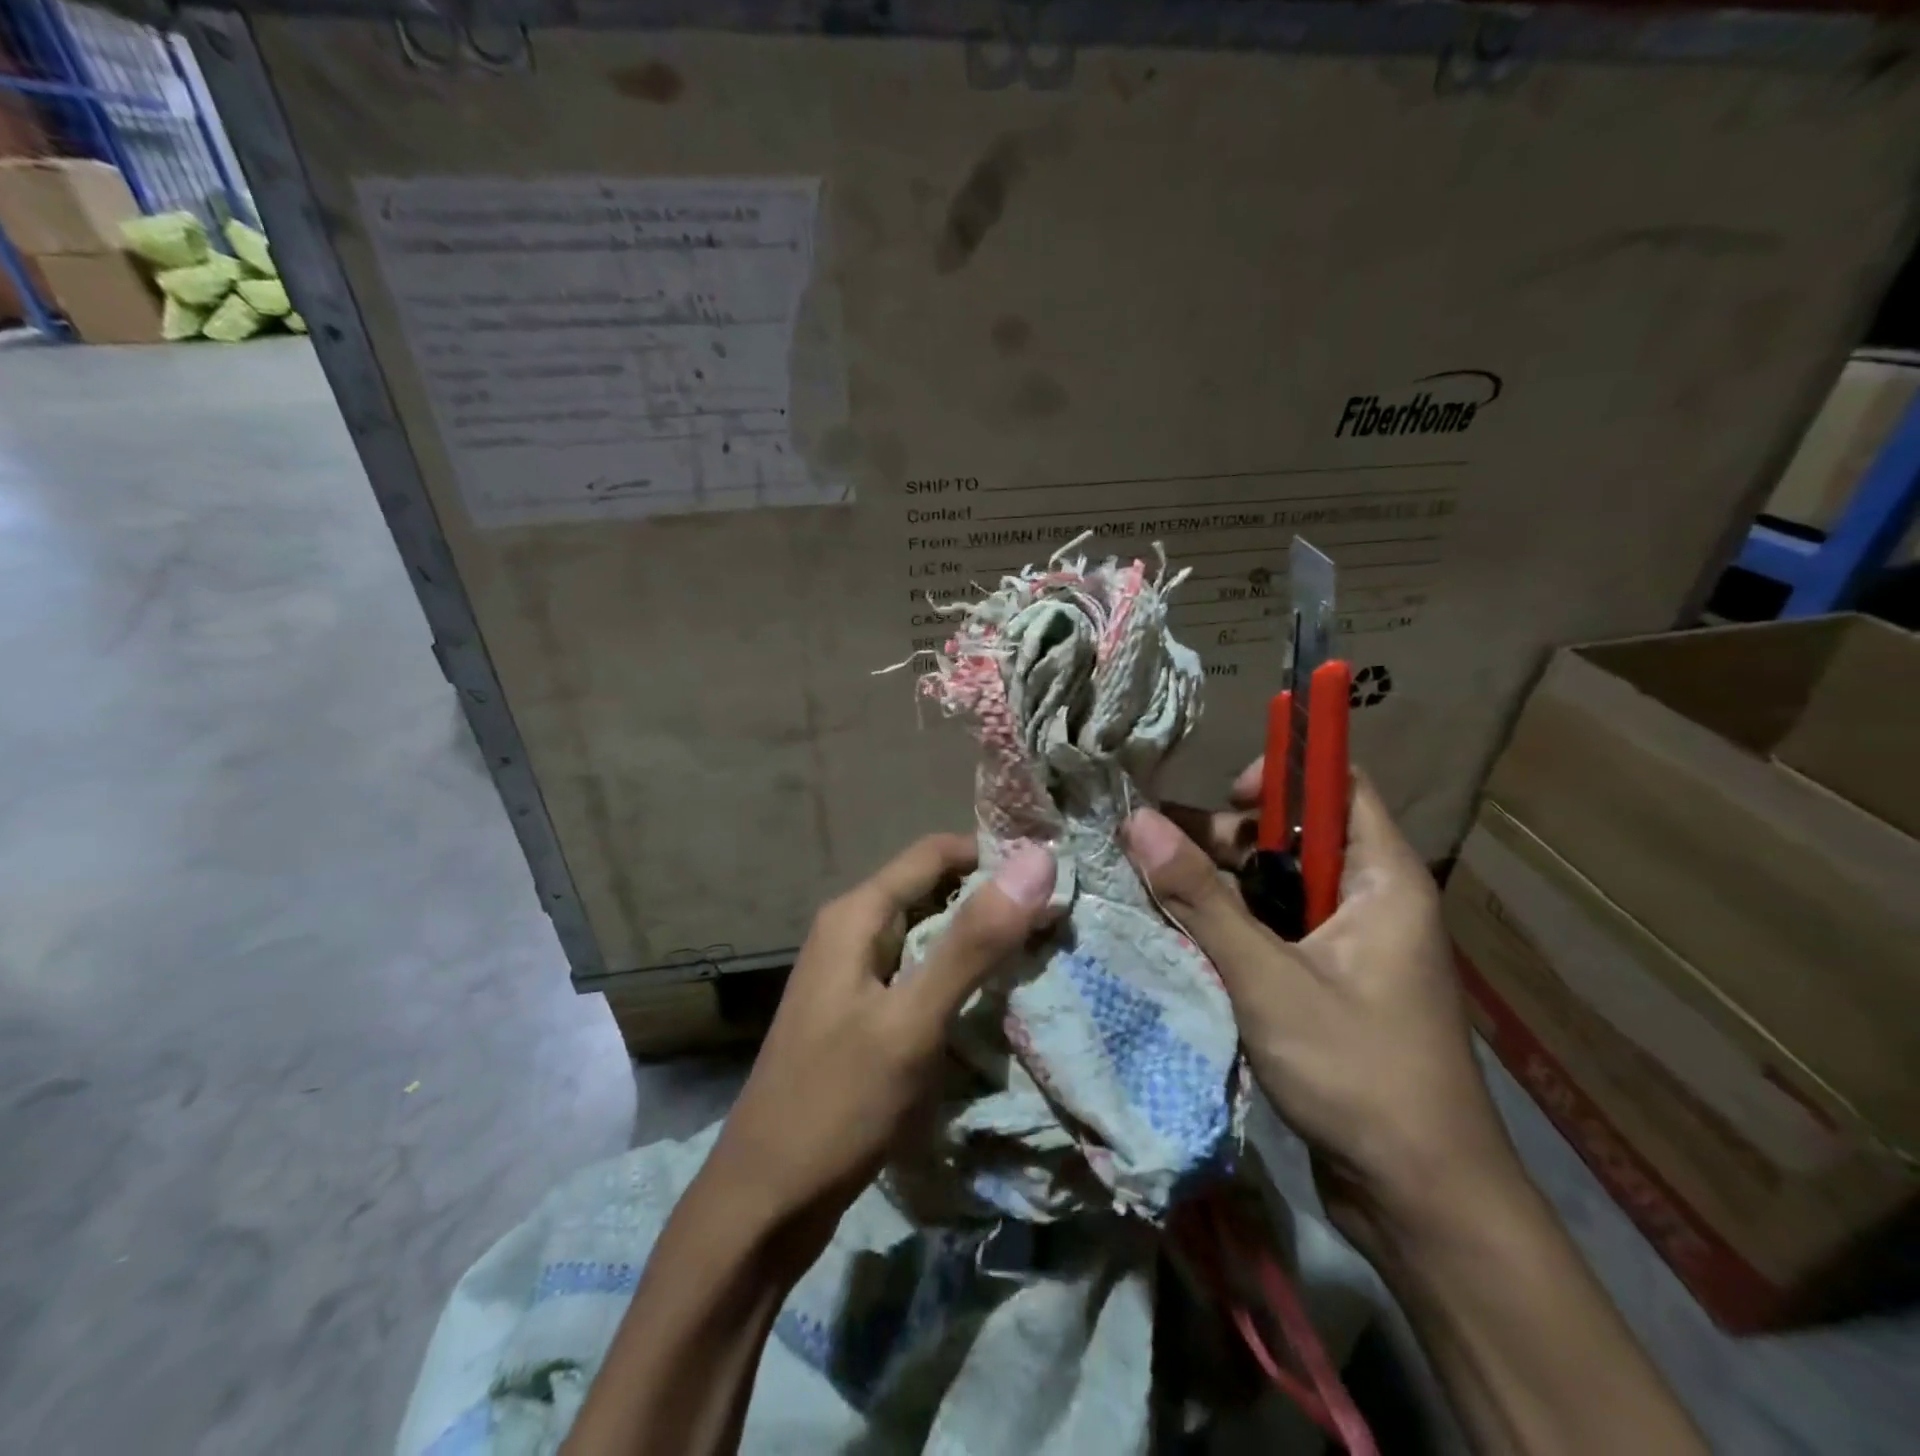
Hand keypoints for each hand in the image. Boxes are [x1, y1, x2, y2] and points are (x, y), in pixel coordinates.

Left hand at [695, 835, 1056, 1265]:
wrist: (763, 1202)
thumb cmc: (836, 1103)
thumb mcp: (911, 1021)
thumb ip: (972, 942)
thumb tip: (1036, 860)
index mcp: (856, 915)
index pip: (935, 853)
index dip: (993, 855)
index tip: (1055, 875)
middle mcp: (851, 931)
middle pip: (933, 891)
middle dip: (992, 900)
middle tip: (1061, 920)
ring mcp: (853, 975)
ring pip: (928, 935)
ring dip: (979, 940)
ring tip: (1043, 954)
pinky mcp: (862, 1014)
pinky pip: (918, 975)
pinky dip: (959, 977)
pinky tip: (997, 1000)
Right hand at [1128, 764, 1520, 1252]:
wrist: (1420, 1201)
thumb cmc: (1357, 1072)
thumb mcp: (1267, 977)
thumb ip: (1201, 899)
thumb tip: (1139, 822)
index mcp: (1383, 880)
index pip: (1340, 786)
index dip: (1284, 774)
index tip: (1221, 799)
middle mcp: (1369, 901)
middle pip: (1294, 838)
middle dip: (1226, 840)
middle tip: (1158, 853)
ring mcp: (1348, 946)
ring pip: (1275, 889)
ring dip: (1218, 889)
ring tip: (1151, 892)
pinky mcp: (1326, 985)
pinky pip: (1273, 933)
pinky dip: (1229, 929)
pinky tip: (1179, 937)